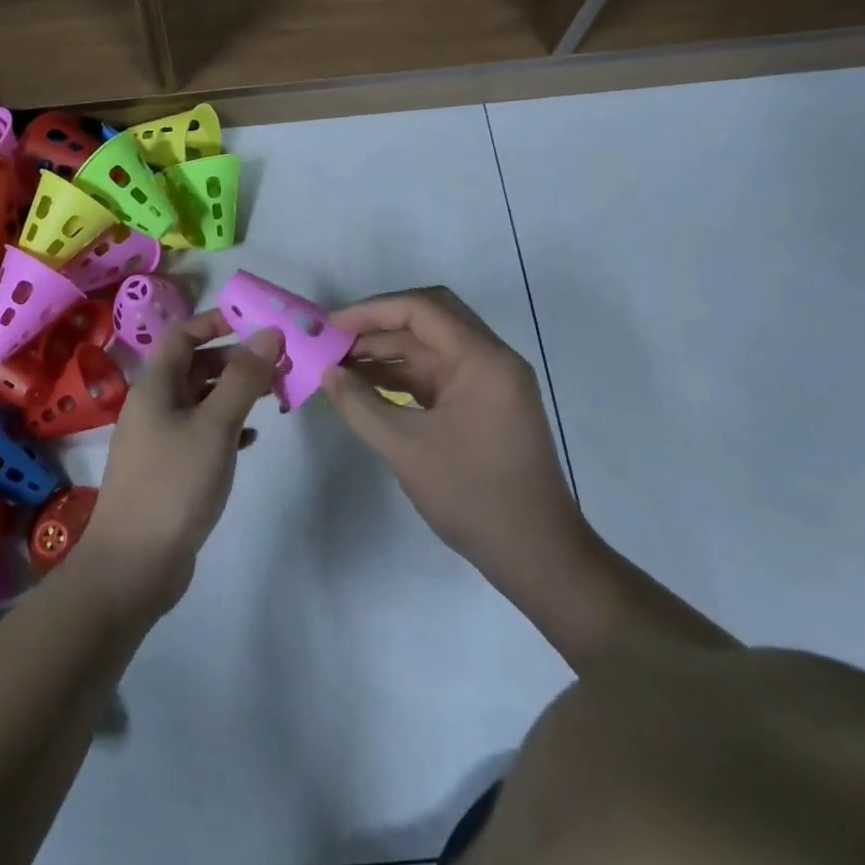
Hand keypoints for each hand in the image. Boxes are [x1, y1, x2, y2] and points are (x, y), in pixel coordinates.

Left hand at [78, 311, 282, 618]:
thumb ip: (243, 378)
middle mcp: (153, 405)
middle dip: (235, 360)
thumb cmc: (174, 484)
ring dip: (234, 394)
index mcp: (155, 386)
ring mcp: (158, 439)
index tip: (256, 323)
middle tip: (277, 364)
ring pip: (200, 400)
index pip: (184, 335)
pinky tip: (251, 438)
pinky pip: (200, 433)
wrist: (133, 565)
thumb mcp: (215, 425)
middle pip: (194, 366)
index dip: (216, 322)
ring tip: (273, 396)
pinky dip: (226, 427)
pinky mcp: (168, 469)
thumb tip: (268, 332)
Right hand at [322, 287, 586, 607]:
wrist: (537, 555)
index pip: (421, 309)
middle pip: (428, 319)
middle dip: (377, 326)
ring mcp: (489, 383)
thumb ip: (360, 405)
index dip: (370, 311)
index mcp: (482, 359)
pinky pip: (437, 374)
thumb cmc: (472, 496)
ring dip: (387, 352)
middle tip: (334, 341)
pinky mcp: (483, 405)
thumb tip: (326, 373)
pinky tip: (366, 386)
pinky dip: (402, 376)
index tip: (330, 327)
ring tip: (340, 365)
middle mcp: (490, 359)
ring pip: (430, 347)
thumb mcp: (406, 448)